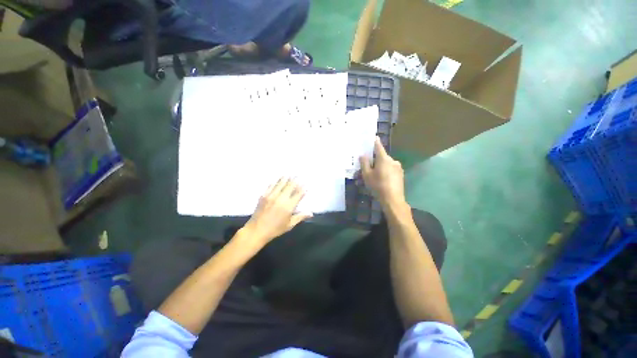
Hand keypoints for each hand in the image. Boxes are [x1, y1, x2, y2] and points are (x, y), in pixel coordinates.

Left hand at [243, 178, 311, 245]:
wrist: (256, 230)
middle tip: (298, 175)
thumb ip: (300, 217)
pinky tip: (278, 179)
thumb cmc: (275, 229)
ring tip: (289, 174)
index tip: (305, 183)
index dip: (302, 188)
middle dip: (295, 180)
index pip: (298, 194)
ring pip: (280, 183)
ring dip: (286, 178)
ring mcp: (271, 196)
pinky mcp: (264, 195)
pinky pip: (271, 186)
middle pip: (290, 186)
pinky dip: (276, 181)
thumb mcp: (290, 225)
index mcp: (289, 206)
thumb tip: (311, 213)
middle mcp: (281, 198)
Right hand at [359, 137, 406, 207]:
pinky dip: (385, 171)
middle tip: (367, 167)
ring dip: (379, 167)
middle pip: (381, 157)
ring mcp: (398, 167)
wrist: (393, 199)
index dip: (375, 142)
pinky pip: (390, 169)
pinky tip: (381, 180)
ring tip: (373, 176)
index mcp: (384, 158)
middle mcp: (392, 160)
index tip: (373, 137)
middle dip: (374, 160)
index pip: (378, 146)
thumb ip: (364, 163)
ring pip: (386, 164)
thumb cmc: (378, 185)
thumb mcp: (367, 175)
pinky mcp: (400, 174)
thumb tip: (363, 155)